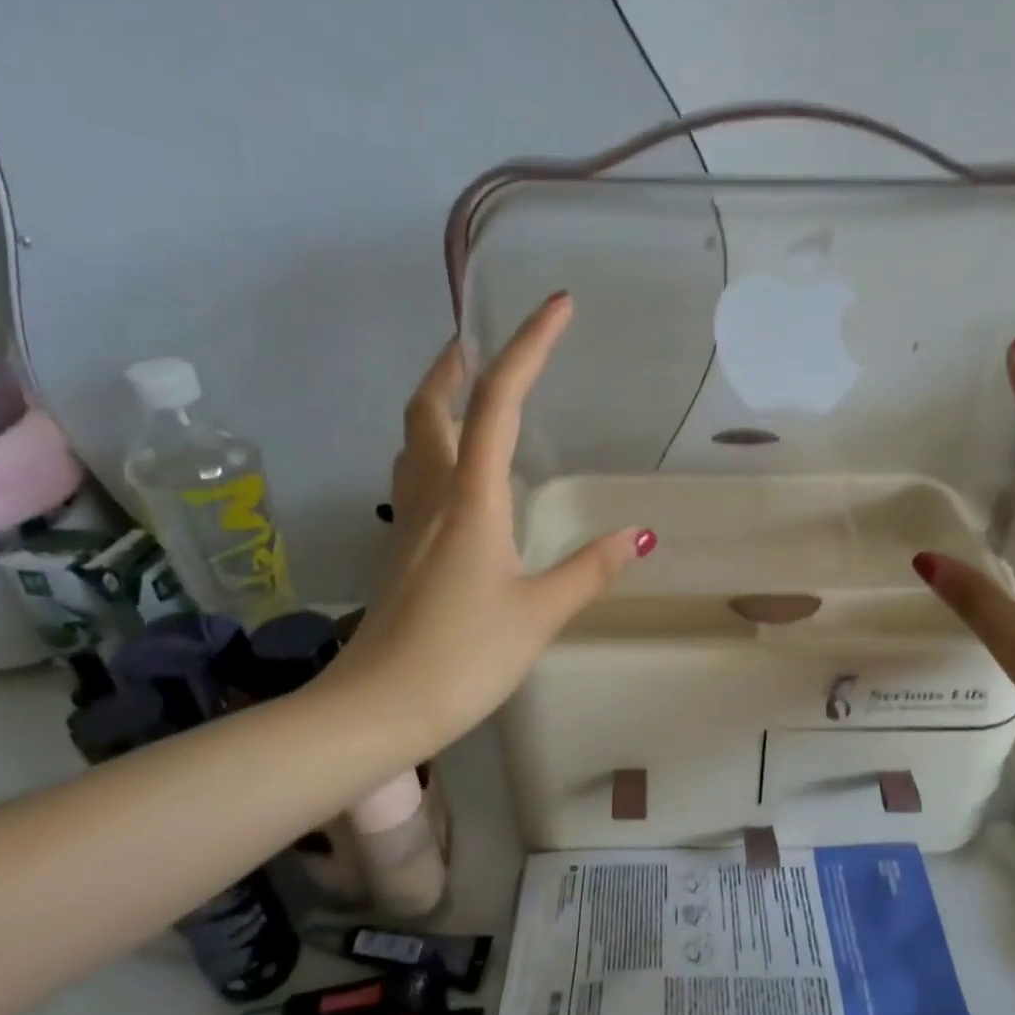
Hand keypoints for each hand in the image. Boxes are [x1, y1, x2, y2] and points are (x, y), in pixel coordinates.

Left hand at [332, 292, 654, 752]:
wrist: (377, 709)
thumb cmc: (463, 657)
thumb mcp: (539, 613)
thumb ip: (589, 570)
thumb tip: (638, 536)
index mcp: (471, 500)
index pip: (498, 403)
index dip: (528, 348)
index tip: (558, 306)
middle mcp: (432, 496)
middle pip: (430, 407)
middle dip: (456, 362)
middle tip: (483, 339)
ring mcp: (407, 523)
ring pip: (412, 439)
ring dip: (437, 402)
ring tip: (469, 393)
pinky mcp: (400, 551)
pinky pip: (413, 476)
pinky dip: (433, 448)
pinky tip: (458, 474)